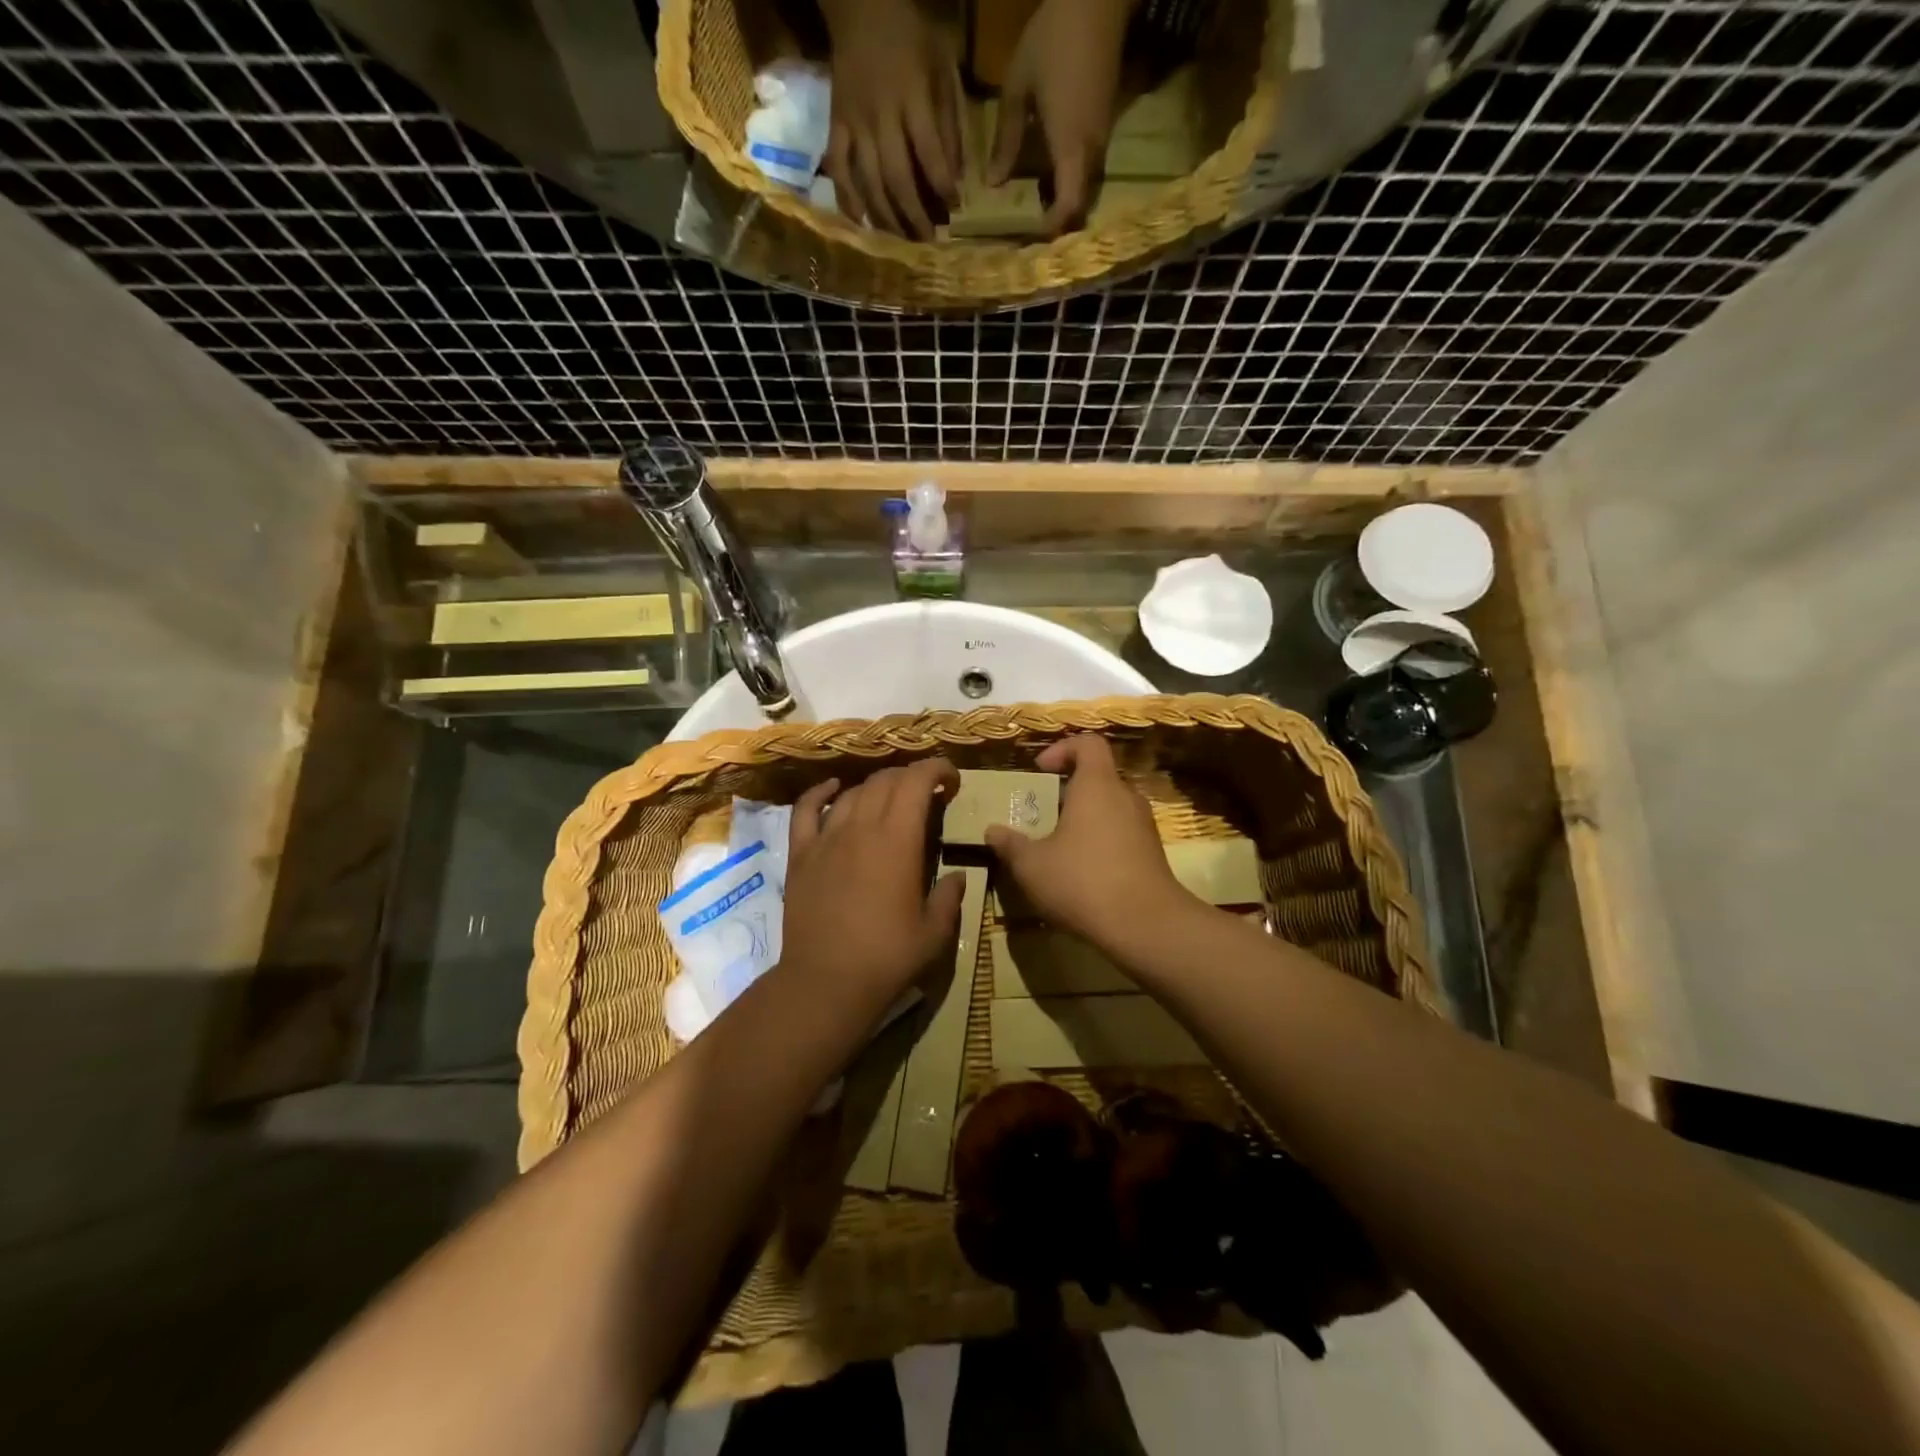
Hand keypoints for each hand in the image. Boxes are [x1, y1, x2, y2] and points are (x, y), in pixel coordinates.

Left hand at [781, 757, 968, 1004]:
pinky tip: (834, 788)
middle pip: (886, 781)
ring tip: (891, 798)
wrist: (826, 983)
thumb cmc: (887, 958)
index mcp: (899, 840)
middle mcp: (861, 827)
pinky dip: (822, 792)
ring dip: (877, 786)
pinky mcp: (801, 854)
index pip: (917, 781)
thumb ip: (950, 897)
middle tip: (928, 793)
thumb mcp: (935, 932)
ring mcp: (826, 838)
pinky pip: (807, 809)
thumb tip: (957, 877)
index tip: (952, 780)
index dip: (937, 770)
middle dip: (911, 777)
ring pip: (853, 792)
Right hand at [820, 0, 962, 238]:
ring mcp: (854, 124)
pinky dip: (848, 199)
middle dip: (915, 215)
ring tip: (902, 241)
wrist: (860, 5)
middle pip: (897, 179)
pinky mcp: (835, 126)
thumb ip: (949, 120)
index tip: (955, 208)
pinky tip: (861, 222)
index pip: (929, 153)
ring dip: (887, 218)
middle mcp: (880, 116)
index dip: (943, 186)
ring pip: (869, 183)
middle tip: (929, 241)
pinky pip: (838, 170)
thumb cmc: (910, 35)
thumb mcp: (941, 65)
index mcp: (911, 96)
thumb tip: (955, 176)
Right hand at [983, 735, 1197, 954]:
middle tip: (1042, 812)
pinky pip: (1121, 833)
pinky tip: (1082, 872)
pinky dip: (1101, 841)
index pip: (1088, 743)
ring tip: (1058, 845)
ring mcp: (1144, 826)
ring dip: (1084, 818)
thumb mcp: (1032, 866)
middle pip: (1098, 777)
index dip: (1062, 749)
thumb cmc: (1083, 881)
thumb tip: (991, 832)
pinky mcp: (1152, 853)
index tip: (1040, 770)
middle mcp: (1125, 797)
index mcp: (1098, 786)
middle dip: (1068, 790)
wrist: (1146, 926)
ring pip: (1110, 808)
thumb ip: (1010, 845)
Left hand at [987, 0, 1134, 234]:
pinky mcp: (1104, 129)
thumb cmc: (1053, 39)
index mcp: (1069, 147)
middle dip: (1058, 228)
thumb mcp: (1018, 88)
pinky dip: (1070, 186)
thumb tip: (993, 184)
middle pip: (1080, 208)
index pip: (1068, 207)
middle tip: (1028, 238)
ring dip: (1064, 207)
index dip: (1051, 230)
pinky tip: (1048, 185)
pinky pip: (1087, 172)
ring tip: (1035, 217)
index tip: (1028, 241)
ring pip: (1085, 192)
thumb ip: (1005, 140)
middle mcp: (1090, 152)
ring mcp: (1101, 141)